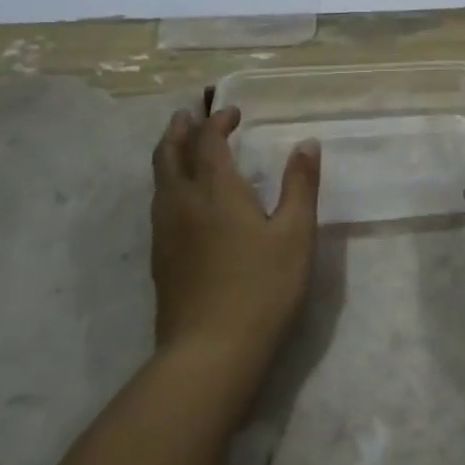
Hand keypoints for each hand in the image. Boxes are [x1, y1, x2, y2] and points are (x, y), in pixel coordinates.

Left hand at [150, 106, 320, 377]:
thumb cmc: (262, 288)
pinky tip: (181, 199)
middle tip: (189, 114)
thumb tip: (306, 143)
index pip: (208, 141)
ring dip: (169, 153)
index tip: (233, 113)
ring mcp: (165, 232)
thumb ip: (300, 185)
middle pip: (170, 153)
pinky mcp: (160, 259)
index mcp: (216, 190)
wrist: (210, 352)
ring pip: (158, 179)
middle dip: (180, 129)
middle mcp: (182, 202)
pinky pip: (158, 204)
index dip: (217, 121)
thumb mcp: (295, 234)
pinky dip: (167, 183)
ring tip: (180, 145)